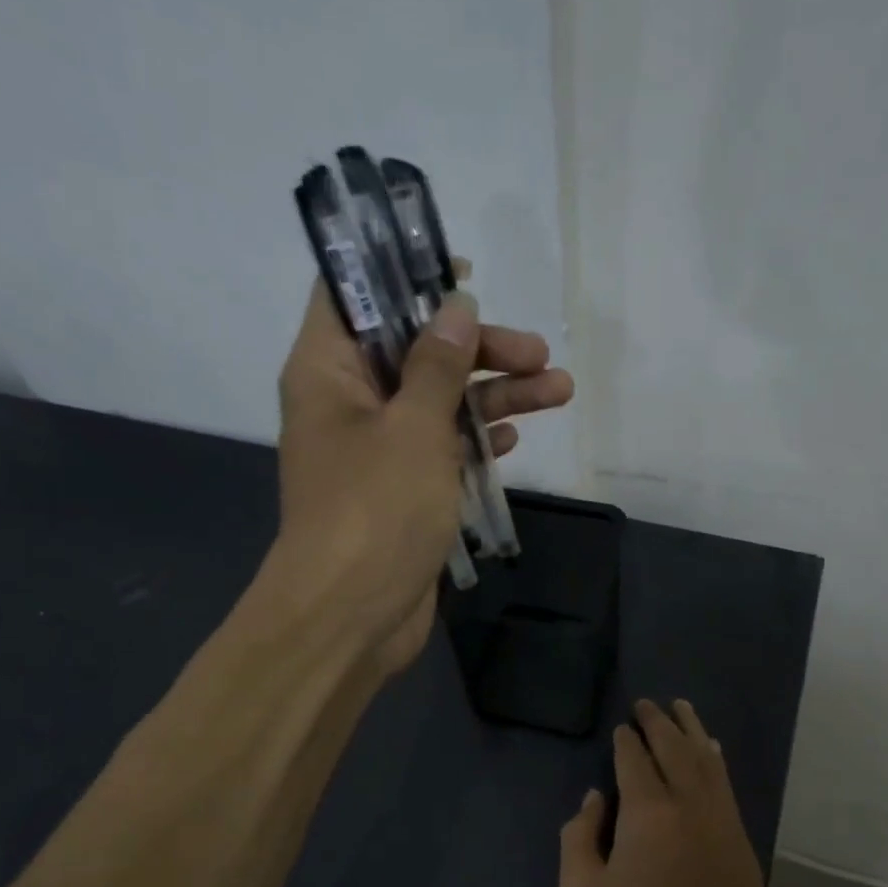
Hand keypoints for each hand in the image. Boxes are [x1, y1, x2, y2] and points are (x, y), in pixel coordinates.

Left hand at [274, 276, 571, 674]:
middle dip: (479, 348)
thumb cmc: (374, 510)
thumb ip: (437, 364)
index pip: (352, 295)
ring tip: (559, 389)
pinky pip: (443, 449)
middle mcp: (349, 404)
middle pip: (415, 350)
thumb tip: (455, 308)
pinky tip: (516, 439)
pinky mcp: (404, 491)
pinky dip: (478, 440)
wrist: (351, 615)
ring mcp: (378, 451)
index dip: (401, 272)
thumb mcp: (412, 427)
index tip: (458, 271)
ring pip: (440, 403)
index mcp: (328, 372)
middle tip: (538, 350)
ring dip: (496, 395)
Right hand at [558, 700, 770, 886]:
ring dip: (692, 731)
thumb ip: (579, 838)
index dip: (626, 740)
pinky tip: (712, 752)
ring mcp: (723, 825)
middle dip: (659, 722)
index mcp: (649, 814)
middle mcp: (691, 807)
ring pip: (708, 762)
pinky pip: (727, 788)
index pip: (635, 760)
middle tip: (648, 703)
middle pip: (675, 750)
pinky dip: (716, 762)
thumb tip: (594, 799)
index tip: (621, 726)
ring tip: (682, 708)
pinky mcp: (742, 846)